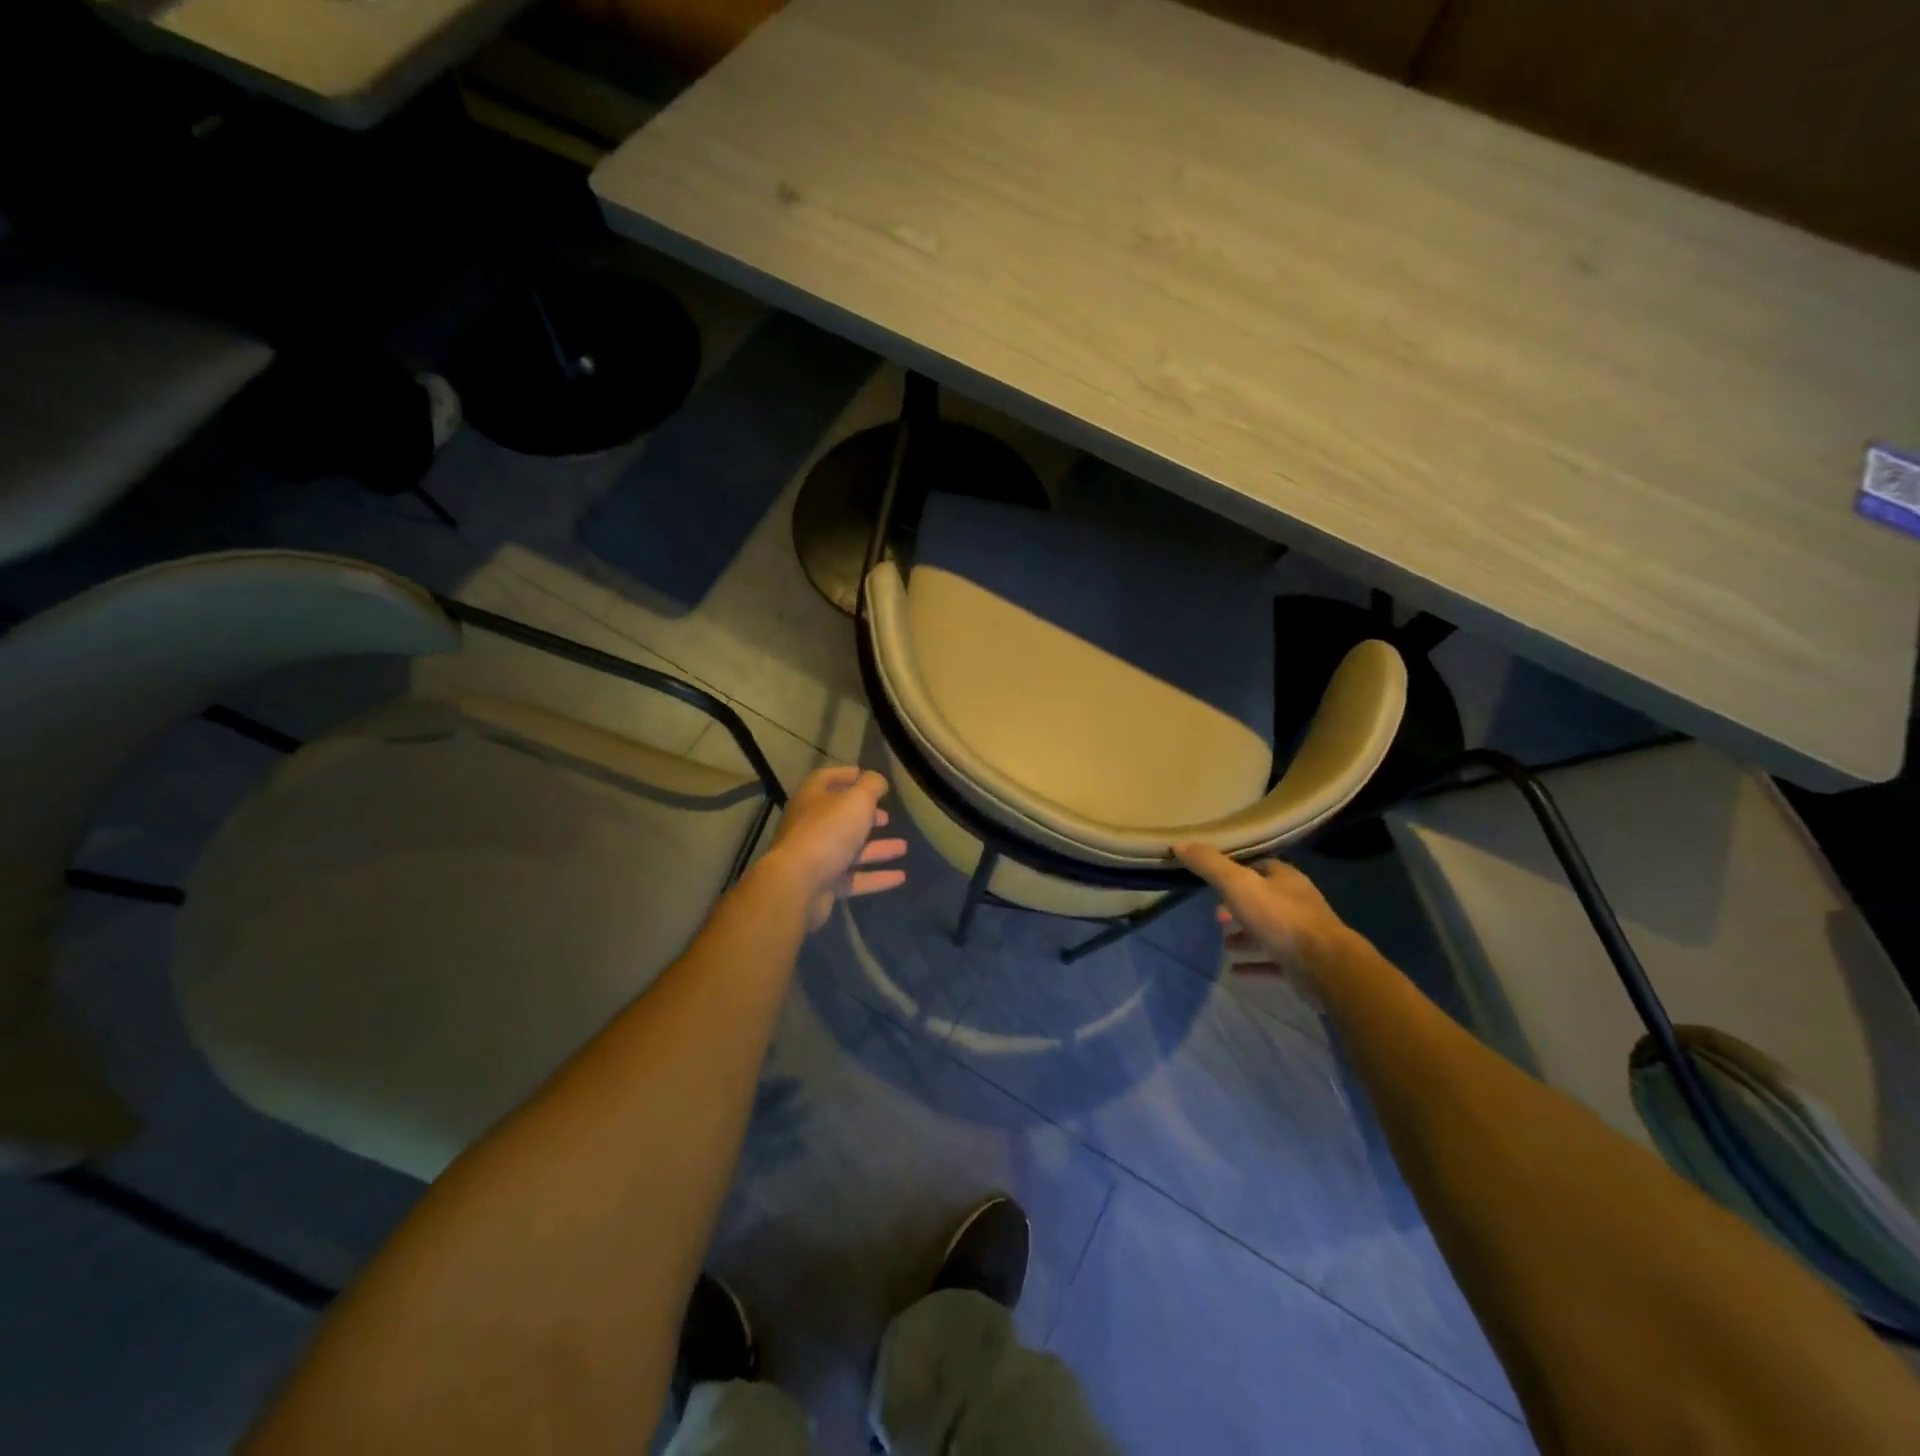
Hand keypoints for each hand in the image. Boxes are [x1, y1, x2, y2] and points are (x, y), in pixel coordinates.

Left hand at [766, 766, 908, 930]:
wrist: (798, 884)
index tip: (869, 778)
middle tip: (887, 818)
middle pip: (839, 817)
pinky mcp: (823, 884)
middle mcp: (810, 826)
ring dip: (877, 848)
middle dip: (865, 817)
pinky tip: (900, 877)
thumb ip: (871, 786)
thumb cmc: (828, 831)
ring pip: (850, 849)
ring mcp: (815, 857)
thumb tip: (877, 780)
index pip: (825, 779)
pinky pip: (853, 878)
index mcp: (812, 799)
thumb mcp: (856, 800)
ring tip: (903, 848)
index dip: (846, 775)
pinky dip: (876, 877)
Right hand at [1173, 844, 1350, 988]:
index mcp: (1285, 879)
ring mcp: (1302, 935)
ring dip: (1246, 936)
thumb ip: (1210, 865)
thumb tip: (1179, 844)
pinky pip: (1273, 961)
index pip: (1261, 868)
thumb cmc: (1280, 918)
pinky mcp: (1303, 964)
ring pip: (1268, 931)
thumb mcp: (1238, 885)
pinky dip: (1254, 964)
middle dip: (1239, 907)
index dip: (1239, 873)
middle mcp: (1296, 903)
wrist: (1325, 966)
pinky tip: (1235, 971)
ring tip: (1224, 943)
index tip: (1216, 883)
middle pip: (1263, 900)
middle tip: (1216, 917)